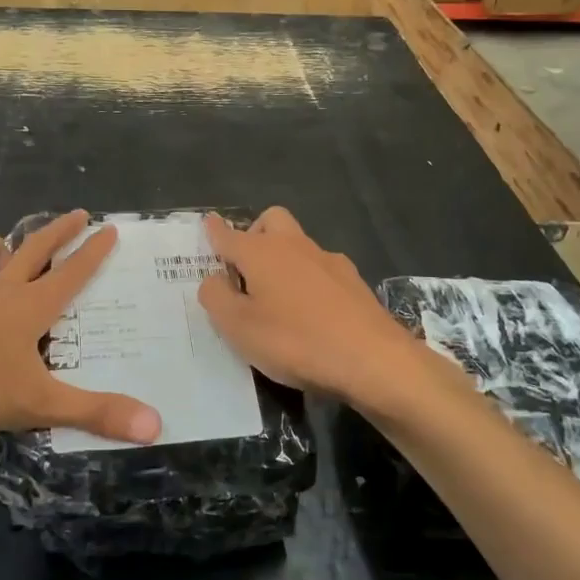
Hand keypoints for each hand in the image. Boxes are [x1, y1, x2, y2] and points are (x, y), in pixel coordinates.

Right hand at [197, 208, 451, 413]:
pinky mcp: (353, 281)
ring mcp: (328, 261)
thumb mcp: (238, 327)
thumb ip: (216, 298)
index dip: (215, 230)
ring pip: (298, 243)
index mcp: (261, 253)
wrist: (372, 359)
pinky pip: (321, 268)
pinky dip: (308, 279)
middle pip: (271, 220)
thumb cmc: (294, 341)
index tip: (208, 223)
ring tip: (277, 295)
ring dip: (283, 257)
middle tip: (245, 267)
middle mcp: (294, 246)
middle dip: (254, 232)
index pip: (229, 235)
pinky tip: (311, 311)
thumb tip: (214, 279)